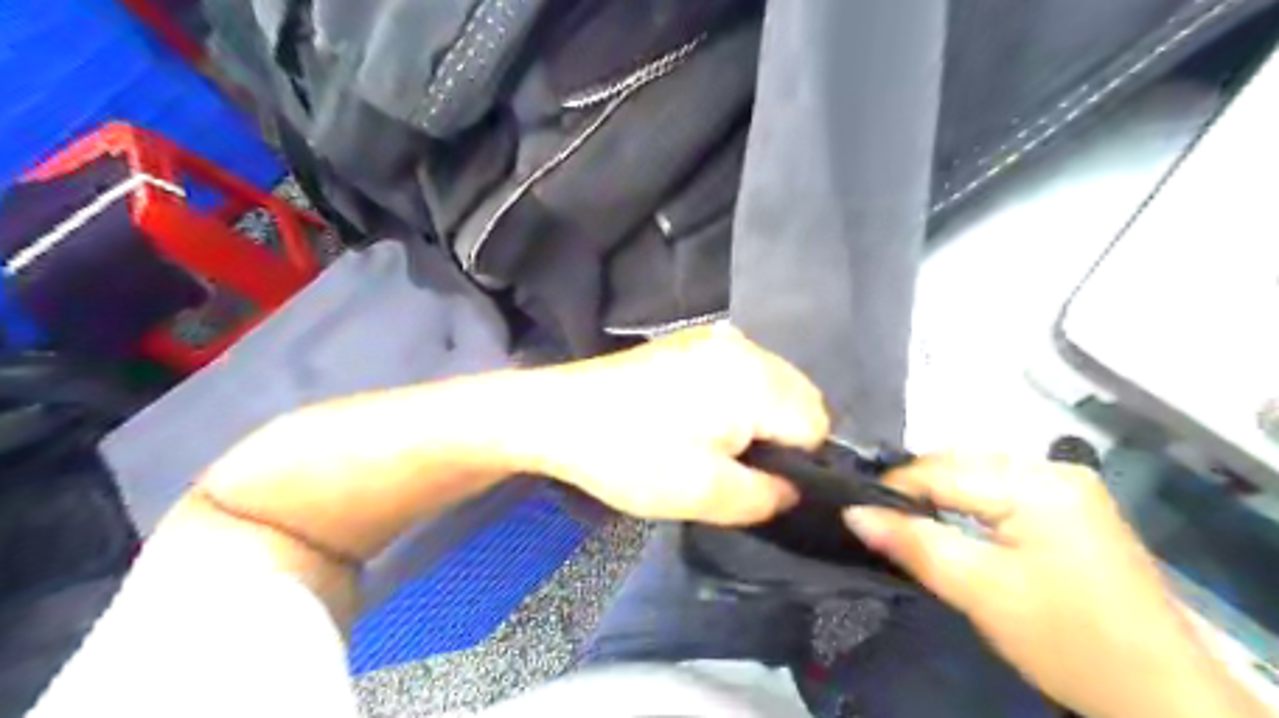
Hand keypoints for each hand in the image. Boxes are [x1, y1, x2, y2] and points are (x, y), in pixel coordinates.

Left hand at [519, 328, 829, 523]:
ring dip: (759, 419)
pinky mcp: (693, 340)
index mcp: (756, 378)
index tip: (758, 483)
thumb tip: (795, 489)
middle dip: (781, 439)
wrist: (558, 415)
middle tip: (735, 469)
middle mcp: (746, 346)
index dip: (797, 464)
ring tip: (714, 446)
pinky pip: (741, 373)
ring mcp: (717, 337)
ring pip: (771, 386)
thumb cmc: (630, 455)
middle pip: (798, 399)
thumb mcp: (705, 495)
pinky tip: (697, 420)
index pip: (817, 426)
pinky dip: (737, 400)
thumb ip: (768, 497)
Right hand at [848, 458, 1271, 717]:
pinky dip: (972, 503)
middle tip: (884, 524)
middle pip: (961, 465)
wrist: (1163, 697)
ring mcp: (1070, 485)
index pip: (941, 470)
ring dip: (943, 495)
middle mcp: (1055, 468)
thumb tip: (853, 512)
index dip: (894, 490)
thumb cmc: (1066, 641)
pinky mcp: (1075, 506)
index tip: (859, 513)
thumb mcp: (979, 592)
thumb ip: (914, 543)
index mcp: (1037, 484)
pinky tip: (959, 527)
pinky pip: (1004, 488)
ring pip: (980, 474)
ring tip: (913, 525)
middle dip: (918, 490)